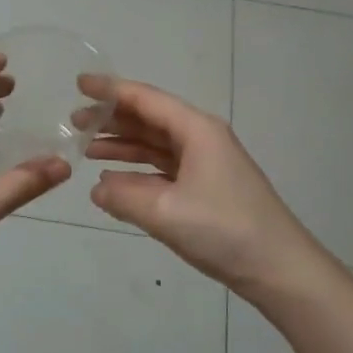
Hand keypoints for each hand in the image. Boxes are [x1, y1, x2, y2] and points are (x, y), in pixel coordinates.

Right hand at [87, 80, 330, 305]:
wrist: (278, 268)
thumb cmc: (224, 229)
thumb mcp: (165, 212)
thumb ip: (123, 197)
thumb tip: (97, 188)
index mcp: (197, 130)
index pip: (146, 99)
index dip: (110, 91)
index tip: (78, 84)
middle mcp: (202, 139)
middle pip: (150, 119)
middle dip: (112, 119)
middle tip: (74, 122)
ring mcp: (206, 164)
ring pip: (157, 145)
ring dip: (124, 145)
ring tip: (87, 149)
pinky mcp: (207, 189)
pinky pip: (165, 169)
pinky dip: (139, 172)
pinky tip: (115, 181)